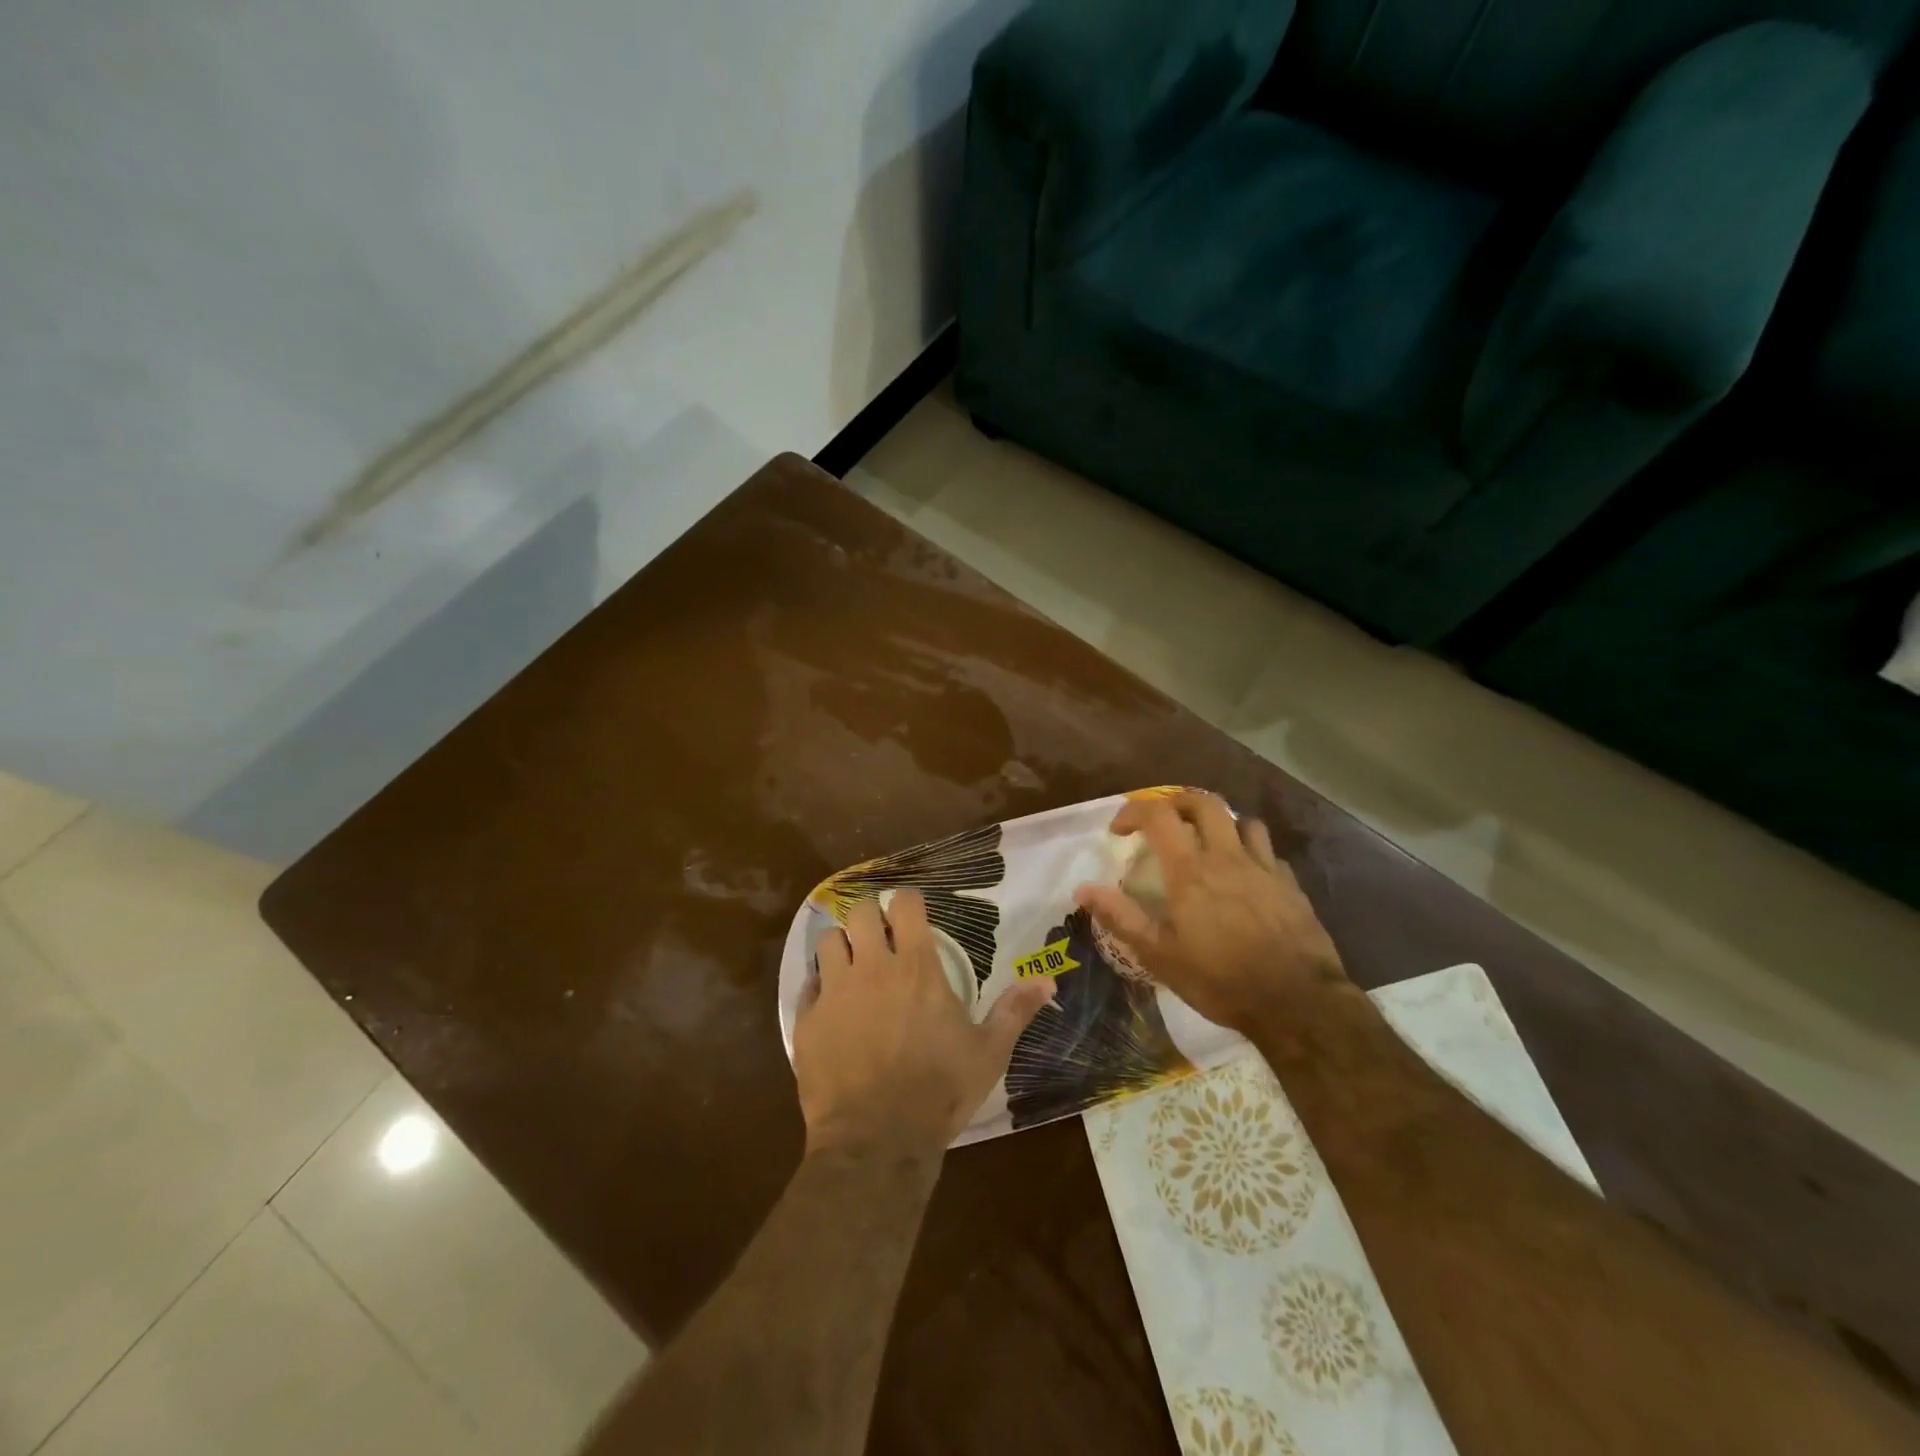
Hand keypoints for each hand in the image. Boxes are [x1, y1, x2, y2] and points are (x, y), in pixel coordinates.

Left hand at [794, 889, 1056, 1156]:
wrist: (876, 1141)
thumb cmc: (939, 1092)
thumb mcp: (988, 1053)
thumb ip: (1015, 1011)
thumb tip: (1048, 981)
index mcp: (917, 967)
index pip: (905, 904)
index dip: (908, 902)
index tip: (912, 914)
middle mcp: (872, 967)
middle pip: (861, 912)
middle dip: (871, 916)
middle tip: (881, 936)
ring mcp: (835, 992)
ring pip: (828, 940)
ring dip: (842, 946)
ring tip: (852, 964)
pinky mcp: (807, 1020)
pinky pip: (807, 984)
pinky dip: (818, 986)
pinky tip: (831, 1003)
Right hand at [1073, 791, 1348, 1032]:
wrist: (1299, 1003)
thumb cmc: (1220, 980)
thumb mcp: (1159, 955)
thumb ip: (1120, 917)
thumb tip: (1082, 889)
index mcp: (1191, 870)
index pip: (1158, 815)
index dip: (1133, 812)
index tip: (1119, 831)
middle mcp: (1227, 857)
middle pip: (1204, 803)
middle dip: (1177, 803)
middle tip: (1163, 823)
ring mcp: (1264, 868)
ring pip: (1243, 821)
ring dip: (1220, 823)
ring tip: (1208, 843)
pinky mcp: (1291, 885)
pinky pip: (1268, 852)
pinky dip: (1251, 852)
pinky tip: (1246, 876)